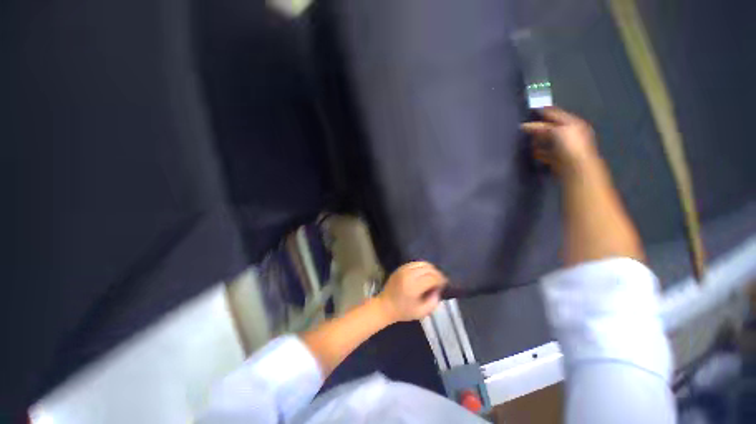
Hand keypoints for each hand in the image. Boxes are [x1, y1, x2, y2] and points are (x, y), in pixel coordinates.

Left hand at [376, 261, 447, 322]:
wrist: (385, 305)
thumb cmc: (403, 311)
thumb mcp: (421, 312)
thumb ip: (433, 301)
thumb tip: (438, 289)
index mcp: (414, 286)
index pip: (432, 277)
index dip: (441, 280)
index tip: (445, 284)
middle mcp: (409, 274)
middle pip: (428, 268)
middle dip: (437, 273)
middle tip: (440, 281)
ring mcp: (404, 269)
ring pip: (422, 263)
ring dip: (430, 269)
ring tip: (433, 277)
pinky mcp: (401, 267)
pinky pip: (415, 263)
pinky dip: (422, 267)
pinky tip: (424, 274)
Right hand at [521, 107, 598, 176]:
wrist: (576, 167)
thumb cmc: (569, 145)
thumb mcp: (556, 130)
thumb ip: (542, 127)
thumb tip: (526, 125)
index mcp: (572, 123)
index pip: (556, 113)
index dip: (544, 111)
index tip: (530, 110)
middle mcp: (569, 133)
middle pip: (550, 127)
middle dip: (538, 126)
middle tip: (524, 127)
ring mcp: (563, 146)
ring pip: (547, 140)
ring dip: (537, 139)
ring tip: (526, 139)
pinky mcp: (557, 158)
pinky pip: (545, 153)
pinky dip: (538, 152)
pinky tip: (532, 152)